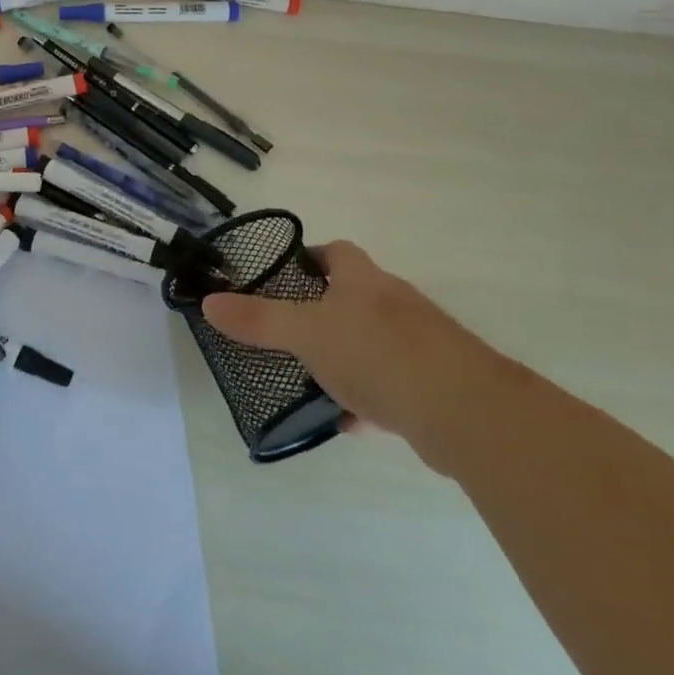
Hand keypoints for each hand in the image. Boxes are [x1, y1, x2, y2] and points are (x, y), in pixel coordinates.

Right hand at [202, 240, 502, 472]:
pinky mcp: (435, 384)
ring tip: (313, 379)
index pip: (336, 252)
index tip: (285, 276)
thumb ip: (259, 320)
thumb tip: (210, 302)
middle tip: (290, 332)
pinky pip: (394, 384)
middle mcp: (395, 303)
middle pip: (355, 297)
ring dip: (347, 357)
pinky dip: (371, 398)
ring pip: (373, 343)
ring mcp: (420, 343)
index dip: (310, 257)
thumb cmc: (377, 353)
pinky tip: (351, 422)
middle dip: (324, 312)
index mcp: (364, 280)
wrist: (463, 410)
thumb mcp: (307, 333)